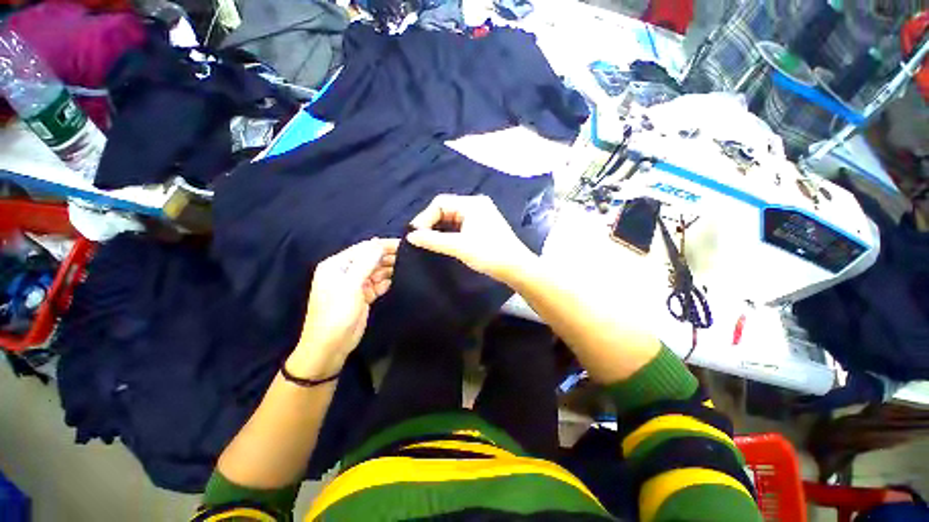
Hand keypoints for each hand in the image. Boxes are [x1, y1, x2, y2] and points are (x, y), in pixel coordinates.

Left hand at [291, 238, 398, 378]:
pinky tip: (399, 279)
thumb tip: (377, 242)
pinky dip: (387, 282)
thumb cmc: (336, 313)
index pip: (363, 249)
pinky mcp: (364, 296)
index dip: (382, 245)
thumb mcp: (350, 285)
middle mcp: (346, 272)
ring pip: (376, 271)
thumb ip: (365, 263)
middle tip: (409, 255)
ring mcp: (355, 285)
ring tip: (408, 265)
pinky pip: (378, 284)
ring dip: (389, 268)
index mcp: (337, 265)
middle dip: (388, 256)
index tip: (403, 243)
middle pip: (370, 259)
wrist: (330, 346)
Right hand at [406, 194, 536, 282]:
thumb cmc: (489, 254)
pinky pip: (459, 226)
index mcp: (472, 203)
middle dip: (431, 223)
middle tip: (420, 239)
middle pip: (446, 209)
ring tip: (428, 242)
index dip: (425, 217)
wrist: (516, 268)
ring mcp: (480, 216)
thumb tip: (411, 236)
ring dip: (439, 229)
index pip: (440, 203)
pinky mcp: (482, 227)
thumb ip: (433, 240)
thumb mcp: (459, 246)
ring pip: (452, 219)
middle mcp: (476, 205)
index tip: (415, 234)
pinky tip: (443, 243)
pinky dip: (449, 233)